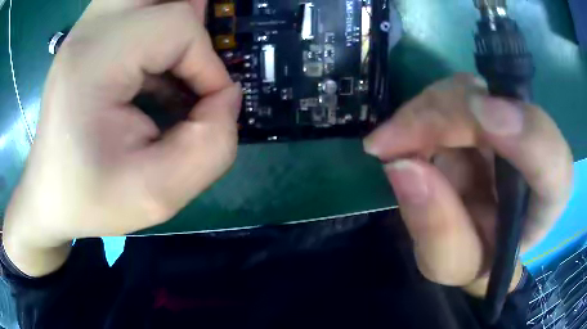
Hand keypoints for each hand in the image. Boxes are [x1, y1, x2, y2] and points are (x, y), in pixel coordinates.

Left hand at [3, 0, 240, 275]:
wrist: (50, 195)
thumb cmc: (91, 199)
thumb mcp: (158, 195)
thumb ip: (211, 146)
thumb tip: (227, 96)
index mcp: (94, 62)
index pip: (176, 26)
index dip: (207, 63)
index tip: (208, 105)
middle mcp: (89, 31)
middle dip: (193, 22)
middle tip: (195, 65)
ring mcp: (86, 30)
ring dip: (174, 20)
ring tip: (178, 64)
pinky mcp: (88, 37)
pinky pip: (135, 9)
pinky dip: (158, 28)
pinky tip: (155, 69)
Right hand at [364, 74, 572, 295]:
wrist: (480, 235)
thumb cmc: (476, 257)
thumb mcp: (456, 264)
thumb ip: (439, 233)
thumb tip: (403, 165)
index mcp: (547, 199)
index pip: (555, 162)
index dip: (528, 136)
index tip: (483, 117)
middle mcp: (535, 148)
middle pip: (502, 106)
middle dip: (444, 116)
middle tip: (388, 143)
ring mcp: (510, 120)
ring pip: (470, 90)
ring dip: (426, 112)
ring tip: (391, 144)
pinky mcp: (486, 107)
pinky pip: (452, 93)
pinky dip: (422, 109)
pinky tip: (405, 133)